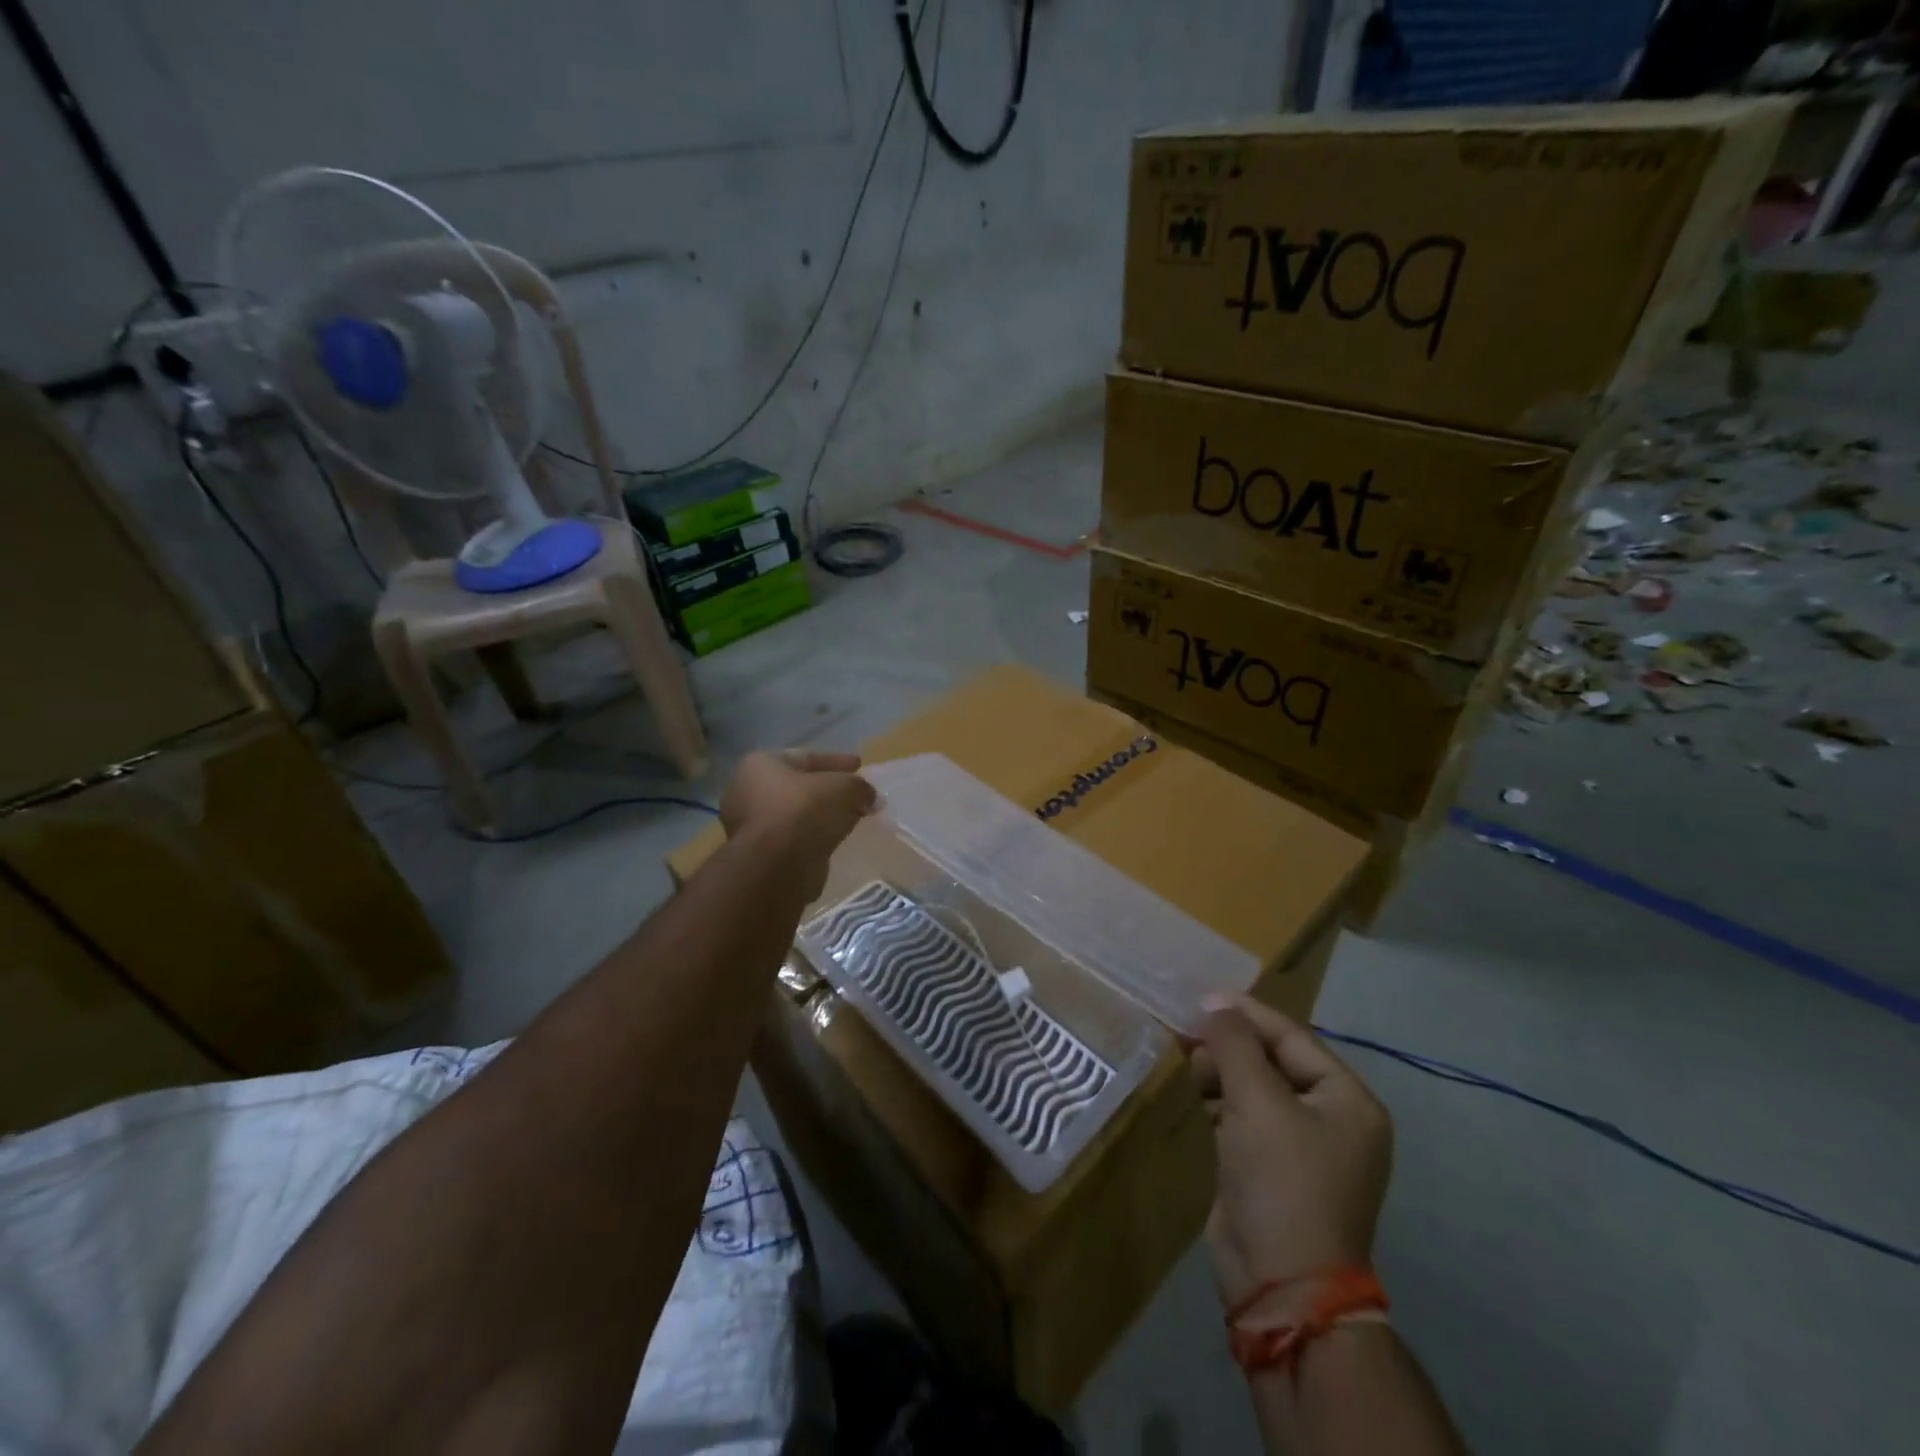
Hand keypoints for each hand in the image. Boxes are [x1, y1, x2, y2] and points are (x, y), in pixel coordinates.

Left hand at [720, 750, 875, 898]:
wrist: (776, 866)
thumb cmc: (804, 811)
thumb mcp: (844, 788)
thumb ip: (859, 787)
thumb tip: (870, 798)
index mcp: (760, 765)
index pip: (805, 756)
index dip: (836, 761)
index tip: (859, 765)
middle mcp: (748, 791)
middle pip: (799, 786)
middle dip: (829, 789)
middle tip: (856, 793)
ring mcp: (751, 826)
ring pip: (797, 814)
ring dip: (823, 815)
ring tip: (851, 817)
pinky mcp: (761, 855)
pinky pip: (796, 837)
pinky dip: (815, 835)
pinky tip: (836, 838)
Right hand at [1190, 994, 1392, 1308]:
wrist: (1281, 1285)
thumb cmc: (1281, 1181)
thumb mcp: (1257, 1102)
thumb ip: (1234, 1045)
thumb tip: (1213, 1003)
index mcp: (1347, 1100)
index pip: (1292, 1037)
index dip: (1246, 1013)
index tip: (1201, 995)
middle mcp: (1332, 1119)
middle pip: (1274, 1060)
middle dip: (1229, 1044)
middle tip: (1185, 1031)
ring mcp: (1303, 1146)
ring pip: (1257, 1087)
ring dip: (1222, 1070)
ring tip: (1187, 1060)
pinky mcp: (1273, 1168)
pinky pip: (1246, 1116)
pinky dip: (1221, 1100)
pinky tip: (1197, 1094)